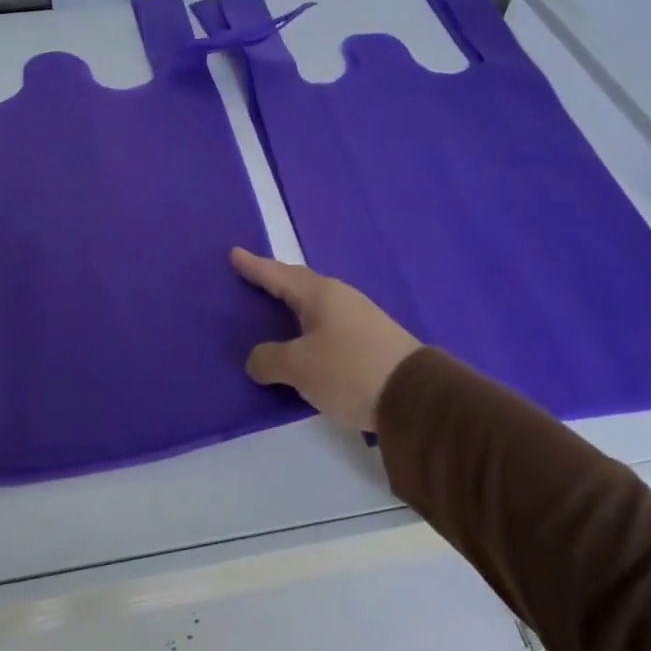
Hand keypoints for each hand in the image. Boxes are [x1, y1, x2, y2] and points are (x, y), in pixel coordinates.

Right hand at [230, 248, 419, 432]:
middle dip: (275, 280)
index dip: (254, 267)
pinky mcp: (371, 341)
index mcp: (320, 295)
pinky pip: (328, 325)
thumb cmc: (349, 371)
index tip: (234, 253)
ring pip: (316, 305)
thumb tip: (257, 360)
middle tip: (253, 277)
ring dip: (293, 305)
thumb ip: (270, 359)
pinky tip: (305, 339)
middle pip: (299, 284)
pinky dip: (309, 327)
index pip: (278, 275)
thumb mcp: (299, 367)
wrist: (415, 397)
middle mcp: (341, 298)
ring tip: (275, 310)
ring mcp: (360, 318)